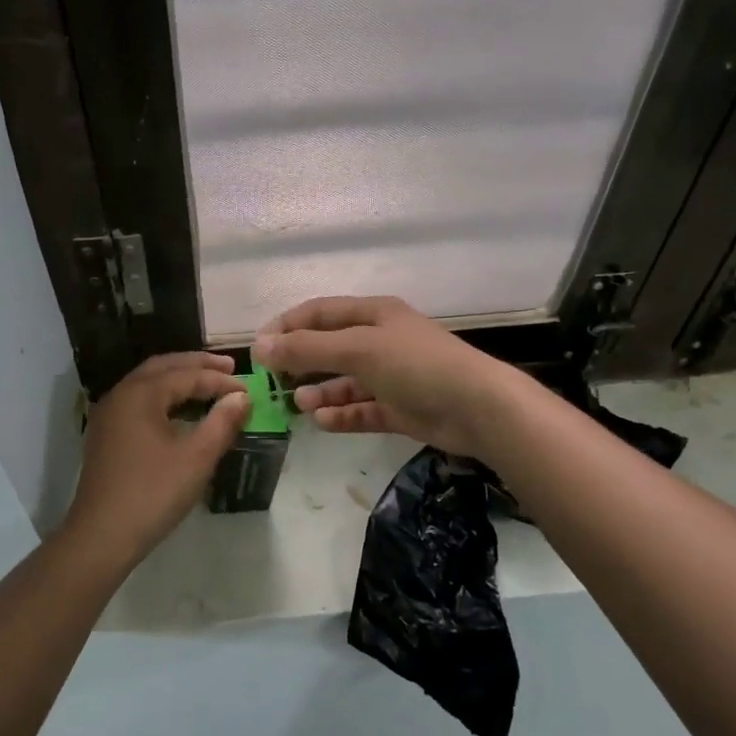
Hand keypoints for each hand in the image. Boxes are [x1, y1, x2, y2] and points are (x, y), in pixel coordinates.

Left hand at [63, 352, 248, 559]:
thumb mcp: (196, 458)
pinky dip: (163, 395)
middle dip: (197, 365)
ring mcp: (109, 413)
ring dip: (179, 378)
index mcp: (141, 393)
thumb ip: (222, 422)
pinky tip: (180, 410)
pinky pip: (138, 400)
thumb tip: (242, 398)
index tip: (248, 389)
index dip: (220, 381)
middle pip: (163, 367)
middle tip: (229, 368)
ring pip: (148, 382)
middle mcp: (121, 393)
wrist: (101, 535)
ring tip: (208, 383)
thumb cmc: (152, 493)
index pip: (187, 375)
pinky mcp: (106, 433)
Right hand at [253, 296, 530, 459]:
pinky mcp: (400, 408)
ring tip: (298, 404)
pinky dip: (342, 414)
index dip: (287, 326)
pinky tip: (322, 422)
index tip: (258, 348)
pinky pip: (362, 409)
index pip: (319, 312)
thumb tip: (260, 345)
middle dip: (300, 361)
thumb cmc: (415, 365)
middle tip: (272, 380)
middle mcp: (380, 340)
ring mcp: (391, 376)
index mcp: (373, 314)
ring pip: (344, 381)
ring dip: (319, 391)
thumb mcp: (357, 349)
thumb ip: (307, 348)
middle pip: (329, 347)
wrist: (477, 408)